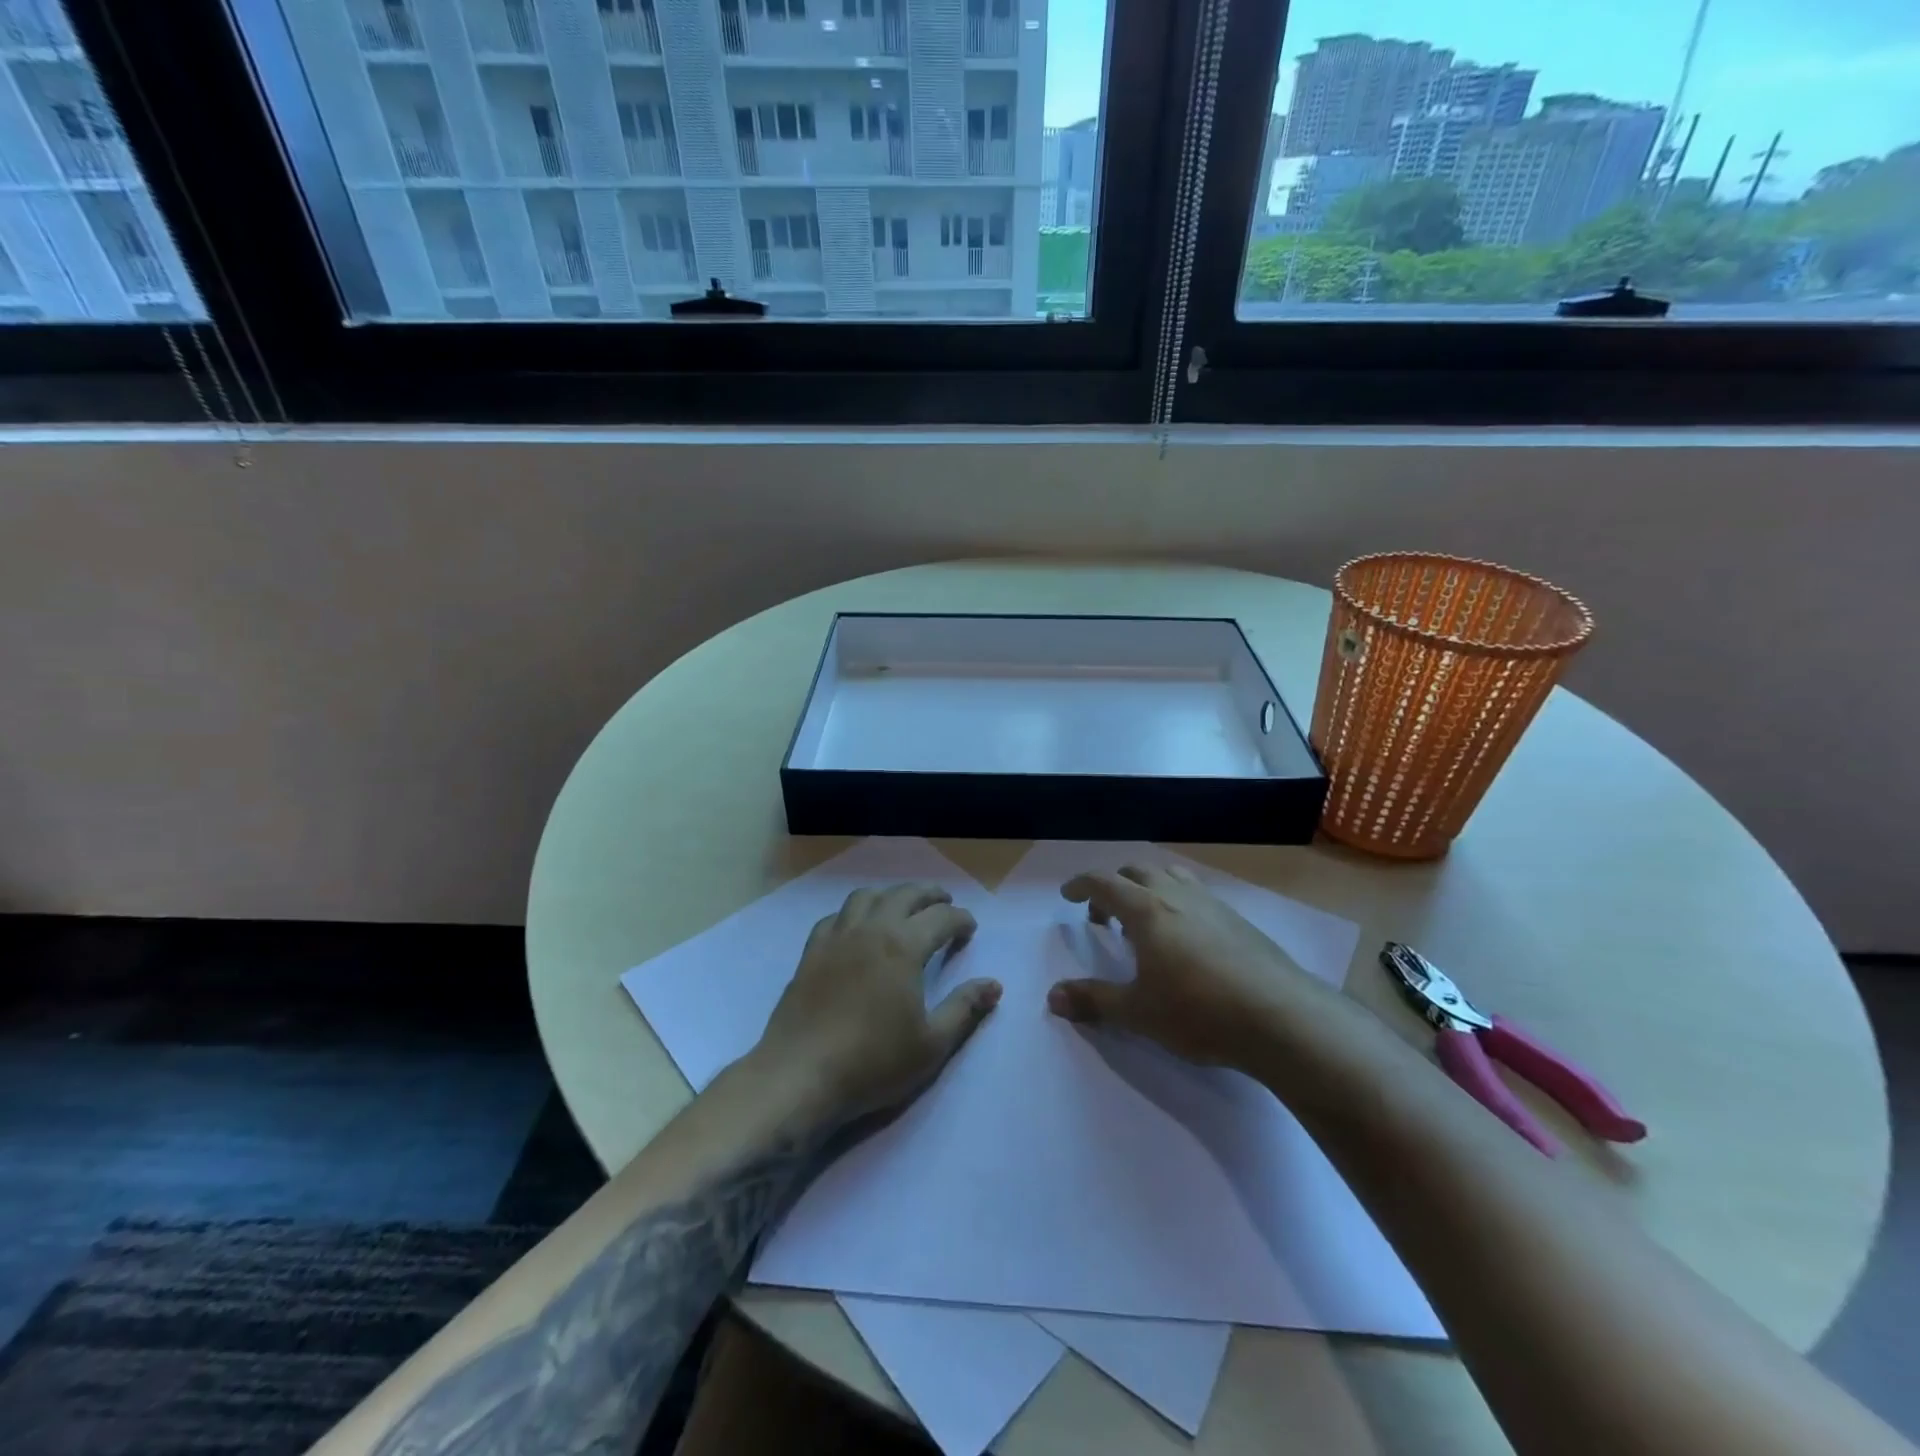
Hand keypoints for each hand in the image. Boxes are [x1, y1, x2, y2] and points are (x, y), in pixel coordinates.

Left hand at [752, 883, 1000, 1131]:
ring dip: (891, 895)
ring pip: (867, 896)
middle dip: (929, 895)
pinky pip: (836, 916)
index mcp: (903, 947)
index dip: (960, 919)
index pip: (940, 918)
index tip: (970, 929)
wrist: (800, 1075)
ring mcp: (837, 937)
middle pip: (904, 895)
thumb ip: (964, 1009)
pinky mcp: (811, 952)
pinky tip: (857, 928)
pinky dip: (855, 912)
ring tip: (902, 906)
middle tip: (944, 902)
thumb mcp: (931, 1044)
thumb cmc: (873, 1062)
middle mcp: (871, 930)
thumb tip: (994, 984)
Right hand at [1047, 863, 1330, 1069]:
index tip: (1067, 895)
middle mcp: (1177, 896)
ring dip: (1148, 888)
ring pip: (1172, 877)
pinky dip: (1178, 903)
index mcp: (1147, 910)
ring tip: (1144, 922)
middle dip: (1114, 887)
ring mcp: (1212, 905)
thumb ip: (1094, 1001)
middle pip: (1137, 872)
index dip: (1081, 885)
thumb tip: (1052, 997)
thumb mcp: (1138, 1012)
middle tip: (1103, 916)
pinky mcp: (1239, 921)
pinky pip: (1197, 895)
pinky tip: (1186, 941)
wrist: (1281, 1018)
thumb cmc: (1199, 1011)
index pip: (1104, 883)